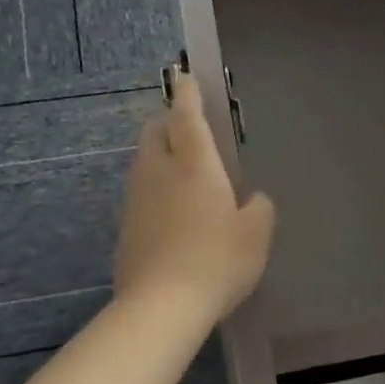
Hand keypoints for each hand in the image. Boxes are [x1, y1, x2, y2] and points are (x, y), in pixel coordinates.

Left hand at [115, 70, 274, 322]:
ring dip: (160, 154)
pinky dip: (154, 188)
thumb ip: (259, 208)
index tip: (185, 77)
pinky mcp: (125, 226)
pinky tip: (172, 212)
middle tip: (190, 129)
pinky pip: (140, 192)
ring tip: (183, 172)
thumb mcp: (256, 235)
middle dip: (169, 121)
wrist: (161, 306)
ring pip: (144, 161)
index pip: (186, 115)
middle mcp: (159, 171)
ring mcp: (136, 198)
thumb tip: (252, 199)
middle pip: (155, 130)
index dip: (187, 93)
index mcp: (193, 163)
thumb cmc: (217, 261)